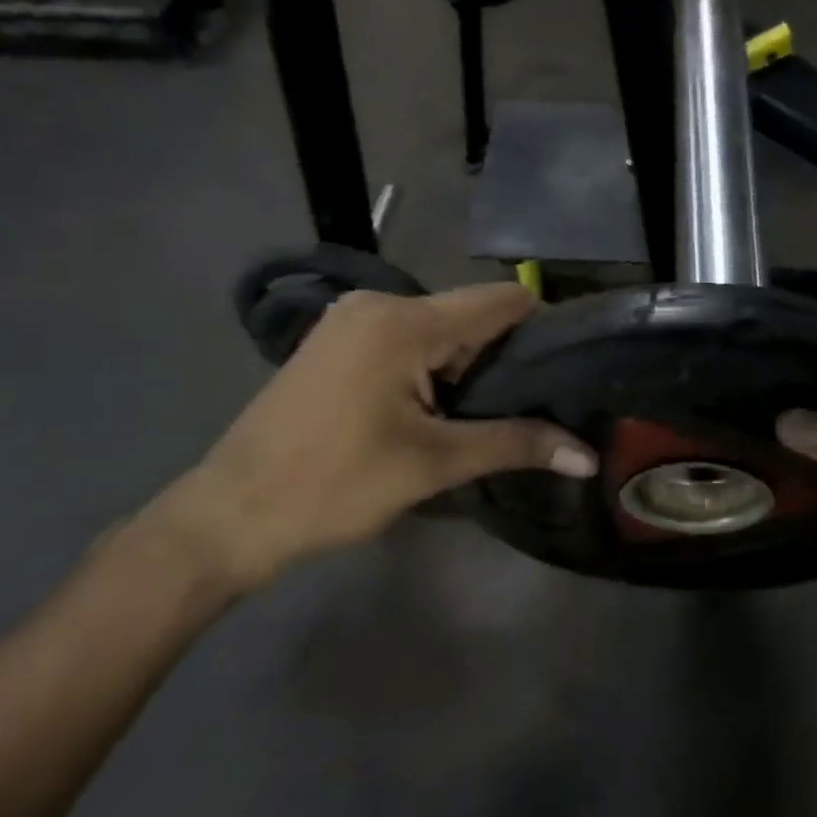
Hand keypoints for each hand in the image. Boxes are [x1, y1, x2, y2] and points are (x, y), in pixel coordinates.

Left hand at [154, 284, 596, 592]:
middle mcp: (379, 303)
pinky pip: (408, 340)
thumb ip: (516, 444)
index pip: (501, 301)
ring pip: (440, 331)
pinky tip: (441, 411)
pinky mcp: (338, 341)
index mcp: (403, 321)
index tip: (568, 370)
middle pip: (470, 316)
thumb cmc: (333, 485)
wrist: (229, 515)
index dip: (542, 329)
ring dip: (468, 369)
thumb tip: (587, 456)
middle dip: (504, 359)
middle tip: (535, 408)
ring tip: (491, 416)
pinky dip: (434, 369)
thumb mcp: (434, 464)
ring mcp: (352, 319)